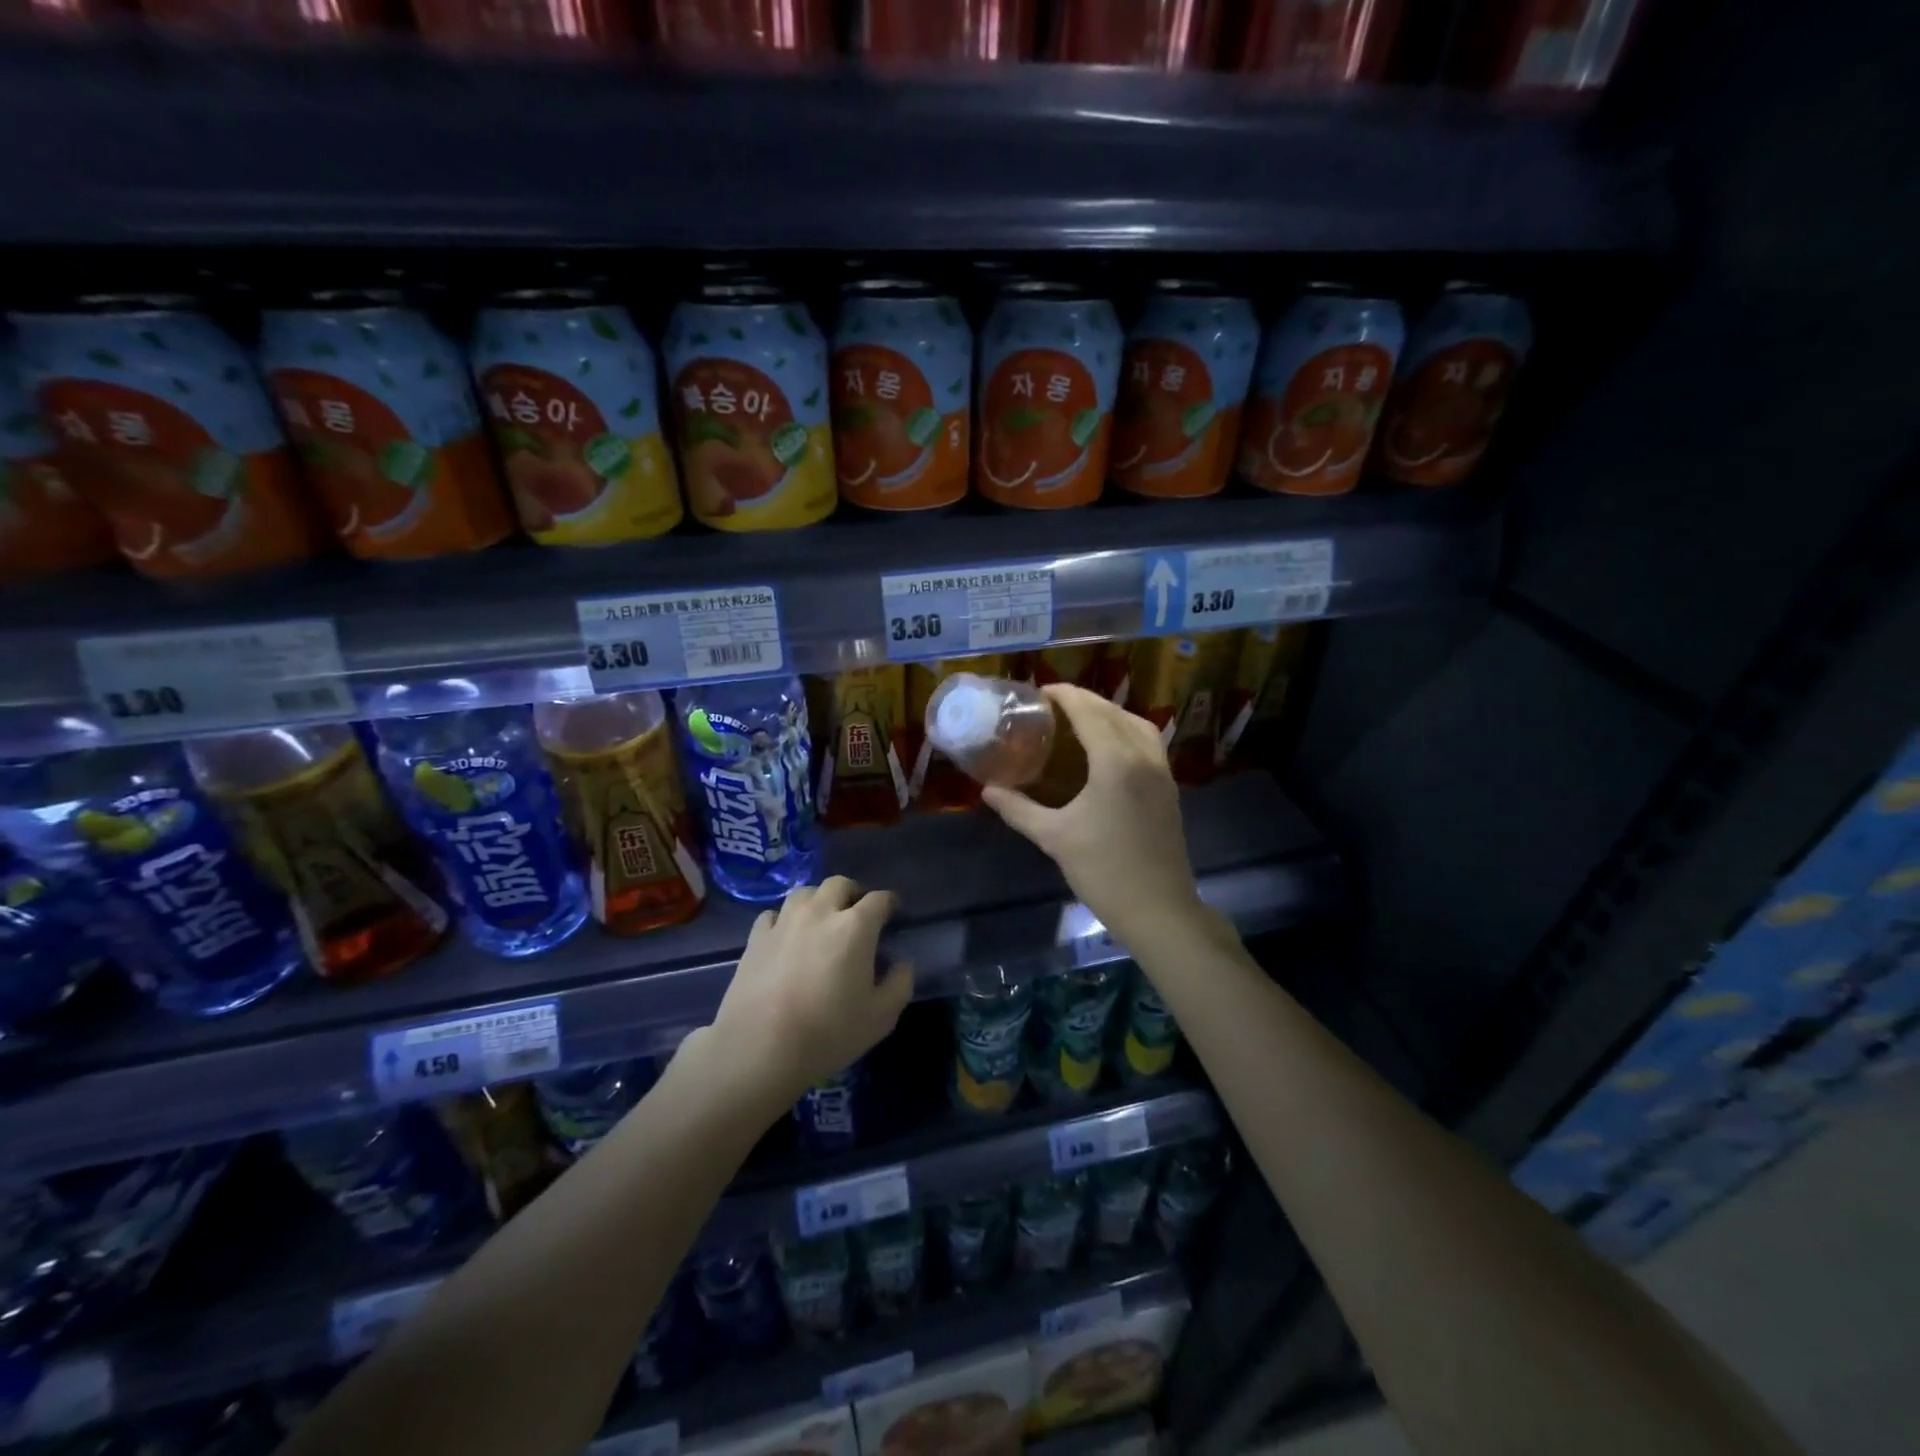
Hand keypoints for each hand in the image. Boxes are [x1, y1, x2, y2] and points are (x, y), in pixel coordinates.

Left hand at [708, 876, 912, 1109]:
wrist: (759, 1048)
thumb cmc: (828, 1032)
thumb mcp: (881, 1017)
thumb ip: (899, 984)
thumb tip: (901, 964)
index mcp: (855, 927)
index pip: (879, 899)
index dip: (889, 903)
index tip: (893, 912)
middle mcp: (820, 913)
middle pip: (839, 884)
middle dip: (853, 893)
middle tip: (858, 914)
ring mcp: (784, 922)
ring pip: (805, 893)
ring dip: (819, 900)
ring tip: (822, 921)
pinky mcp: (756, 938)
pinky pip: (774, 914)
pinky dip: (785, 919)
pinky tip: (787, 937)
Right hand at [982, 684, 1202, 945]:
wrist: (1158, 908)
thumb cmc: (1103, 870)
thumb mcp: (1054, 837)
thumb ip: (1018, 809)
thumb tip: (987, 790)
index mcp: (1115, 761)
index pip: (1089, 712)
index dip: (1065, 696)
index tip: (1040, 691)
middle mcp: (1143, 756)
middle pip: (1113, 712)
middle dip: (1084, 700)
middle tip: (1053, 703)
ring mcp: (1162, 771)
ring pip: (1137, 723)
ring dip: (1109, 712)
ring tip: (1080, 718)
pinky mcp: (1169, 787)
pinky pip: (1148, 741)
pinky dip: (1127, 730)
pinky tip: (1108, 746)